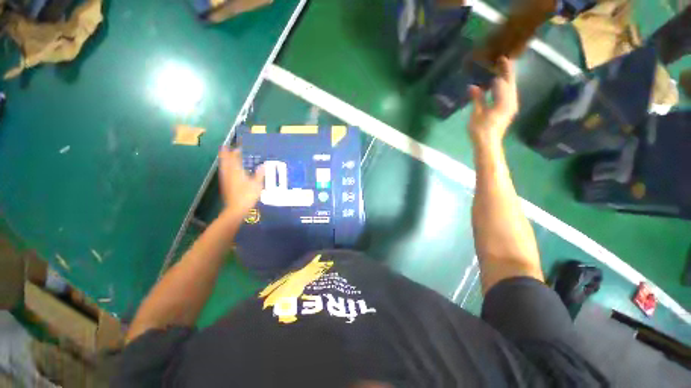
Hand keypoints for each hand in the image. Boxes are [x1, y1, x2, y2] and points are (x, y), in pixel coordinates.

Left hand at [218, 146, 264, 216]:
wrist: (236, 209)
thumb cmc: (247, 196)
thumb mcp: (257, 185)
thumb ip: (259, 174)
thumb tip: (263, 165)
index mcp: (237, 172)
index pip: (235, 159)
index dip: (236, 152)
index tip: (238, 147)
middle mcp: (229, 174)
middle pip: (226, 161)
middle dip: (226, 154)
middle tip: (225, 147)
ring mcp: (225, 180)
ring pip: (223, 167)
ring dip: (224, 160)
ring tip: (225, 155)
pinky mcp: (225, 185)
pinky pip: (224, 172)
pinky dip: (224, 168)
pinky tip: (227, 169)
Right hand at [467, 57, 518, 147]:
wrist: (488, 144)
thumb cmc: (481, 129)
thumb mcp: (477, 113)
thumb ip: (477, 99)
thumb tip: (473, 86)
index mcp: (504, 100)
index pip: (504, 81)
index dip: (503, 69)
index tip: (500, 59)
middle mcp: (511, 101)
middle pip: (510, 83)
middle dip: (507, 71)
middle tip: (503, 60)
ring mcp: (511, 106)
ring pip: (511, 88)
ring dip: (506, 79)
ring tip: (501, 71)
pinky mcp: (508, 111)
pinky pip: (508, 94)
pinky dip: (504, 88)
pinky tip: (498, 86)